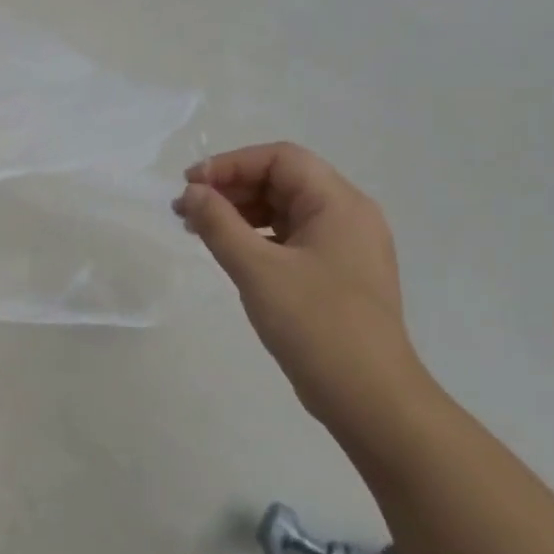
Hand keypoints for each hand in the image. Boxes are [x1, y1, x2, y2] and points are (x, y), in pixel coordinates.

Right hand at [173, 143, 426, 431]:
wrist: (367, 393)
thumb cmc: (314, 323)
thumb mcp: (257, 269)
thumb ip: (219, 224)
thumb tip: (192, 193)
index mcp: (340, 204)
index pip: (281, 159)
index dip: (230, 164)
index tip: (189, 185)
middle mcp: (348, 216)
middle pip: (284, 180)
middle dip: (232, 188)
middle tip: (186, 210)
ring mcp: (345, 247)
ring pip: (286, 211)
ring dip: (241, 213)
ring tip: (199, 230)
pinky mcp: (336, 274)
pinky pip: (292, 239)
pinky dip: (257, 237)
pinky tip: (230, 253)